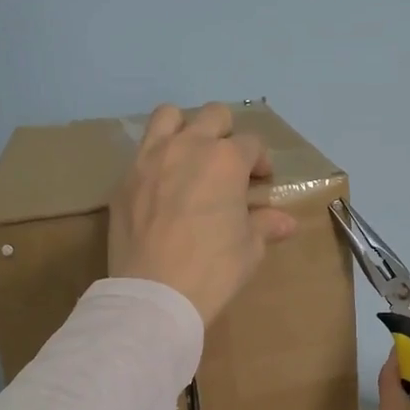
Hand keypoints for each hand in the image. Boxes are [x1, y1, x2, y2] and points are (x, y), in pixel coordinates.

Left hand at [108, 103, 296, 323]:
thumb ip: (265, 225)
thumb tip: (285, 222)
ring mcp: (150, 159)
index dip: (260, 162)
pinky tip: (161, 188)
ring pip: (168, 116)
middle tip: (228, 165)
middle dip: (226, 133)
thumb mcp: (249, 249)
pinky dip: (156, 161)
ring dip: (184, 128)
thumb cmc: (213, 268)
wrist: (154, 293)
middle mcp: (188, 147)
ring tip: (189, 158)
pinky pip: (142, 153)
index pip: (251, 144)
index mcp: (226, 160)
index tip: (261, 182)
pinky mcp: (124, 180)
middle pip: (213, 116)